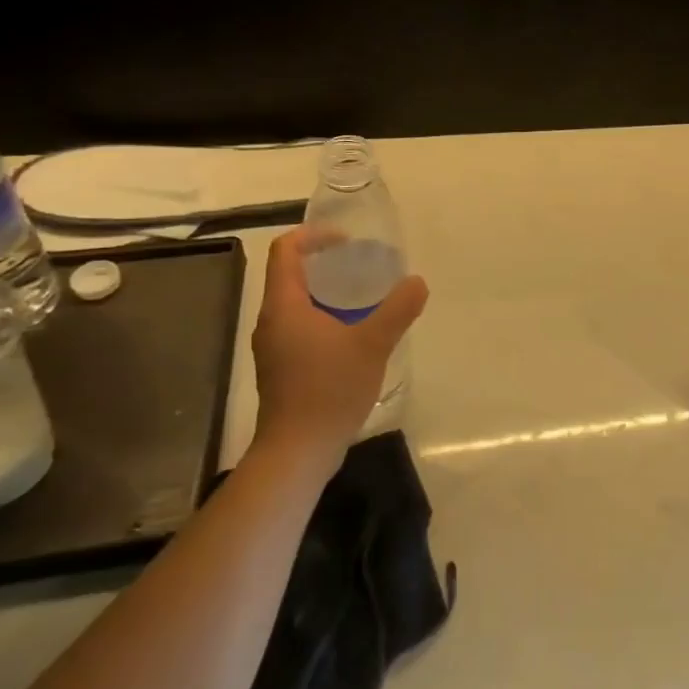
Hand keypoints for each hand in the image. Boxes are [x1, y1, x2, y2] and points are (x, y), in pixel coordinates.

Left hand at [249, 228, 428, 476]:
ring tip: (362, 298)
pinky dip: (323, 318)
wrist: (298, 452)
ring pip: (295, 304)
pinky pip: (299, 328)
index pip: (285, 251)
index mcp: (284, 306)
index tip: (347, 240)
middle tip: (361, 266)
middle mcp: (271, 321)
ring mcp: (273, 348)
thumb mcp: (372, 345)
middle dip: (324, 263)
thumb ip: (398, 310)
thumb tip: (417, 282)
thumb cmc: (329, 390)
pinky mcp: (281, 369)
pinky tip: (352, 335)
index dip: (312, 236)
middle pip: (289, 275)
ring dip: (325, 293)